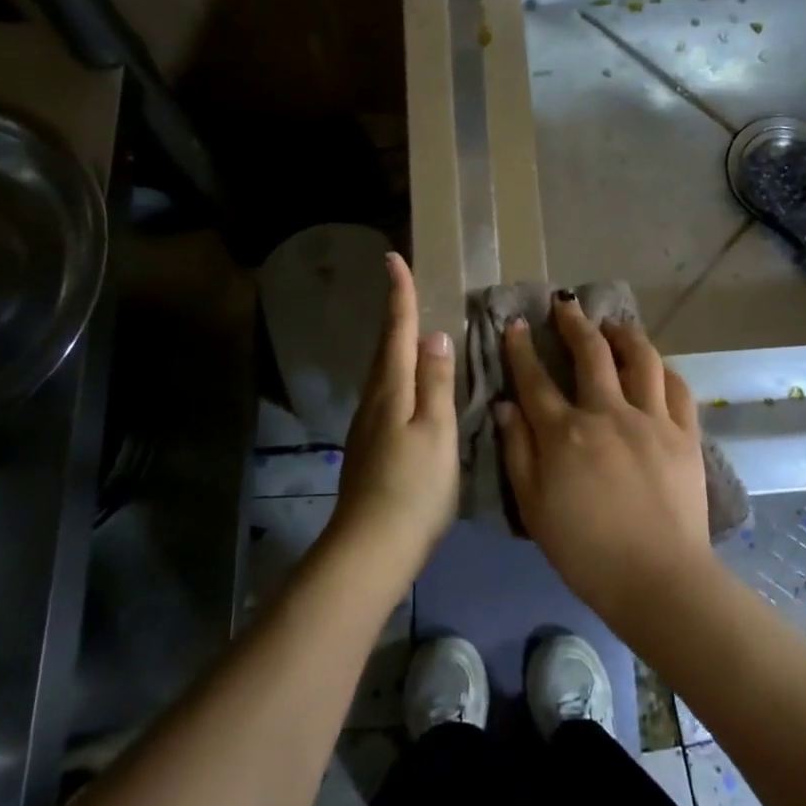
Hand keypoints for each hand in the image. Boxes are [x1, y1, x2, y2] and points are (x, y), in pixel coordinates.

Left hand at [331, 253, 458, 574]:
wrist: (372, 546)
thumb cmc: (413, 486)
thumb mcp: (436, 430)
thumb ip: (437, 382)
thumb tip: (434, 336)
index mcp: (391, 389)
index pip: (396, 330)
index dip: (398, 294)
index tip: (393, 258)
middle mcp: (374, 399)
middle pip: (385, 347)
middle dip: (395, 315)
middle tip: (406, 287)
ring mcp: (368, 424)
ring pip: (384, 372)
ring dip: (397, 345)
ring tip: (415, 330)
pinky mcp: (370, 446)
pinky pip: (387, 394)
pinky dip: (400, 376)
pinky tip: (413, 386)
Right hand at [495, 294, 714, 628]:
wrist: (658, 579)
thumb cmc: (585, 550)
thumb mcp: (533, 506)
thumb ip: (517, 452)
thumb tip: (506, 406)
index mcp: (565, 433)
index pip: (535, 379)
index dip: (522, 349)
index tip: (517, 324)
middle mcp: (608, 413)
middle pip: (590, 353)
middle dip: (574, 322)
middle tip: (566, 304)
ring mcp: (651, 420)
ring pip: (640, 359)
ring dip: (624, 333)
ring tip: (614, 323)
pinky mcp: (685, 434)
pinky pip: (676, 388)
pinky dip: (663, 368)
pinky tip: (655, 364)